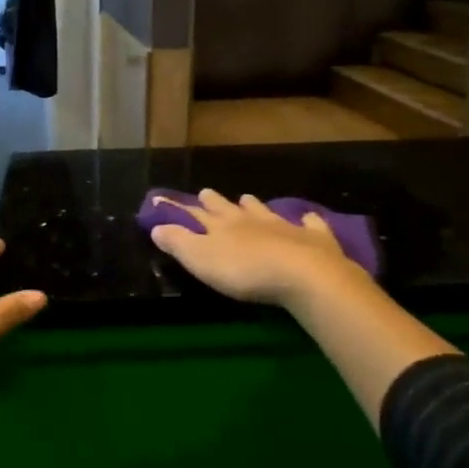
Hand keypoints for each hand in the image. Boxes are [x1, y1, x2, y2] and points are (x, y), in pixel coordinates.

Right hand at [149, 189, 365, 310]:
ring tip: (248, 200)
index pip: (196, 213)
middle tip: (207, 193)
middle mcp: (249, 219)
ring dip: (254, 206)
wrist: (302, 274)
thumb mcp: (200, 259)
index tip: (169, 199)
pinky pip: (310, 224)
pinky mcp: (313, 238)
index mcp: (221, 225)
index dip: (181, 207)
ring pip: (264, 210)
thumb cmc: (244, 270)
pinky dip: (307, 221)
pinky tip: (309, 218)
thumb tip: (156, 226)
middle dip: (216, 201)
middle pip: (228, 207)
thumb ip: (177, 242)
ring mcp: (283, 225)